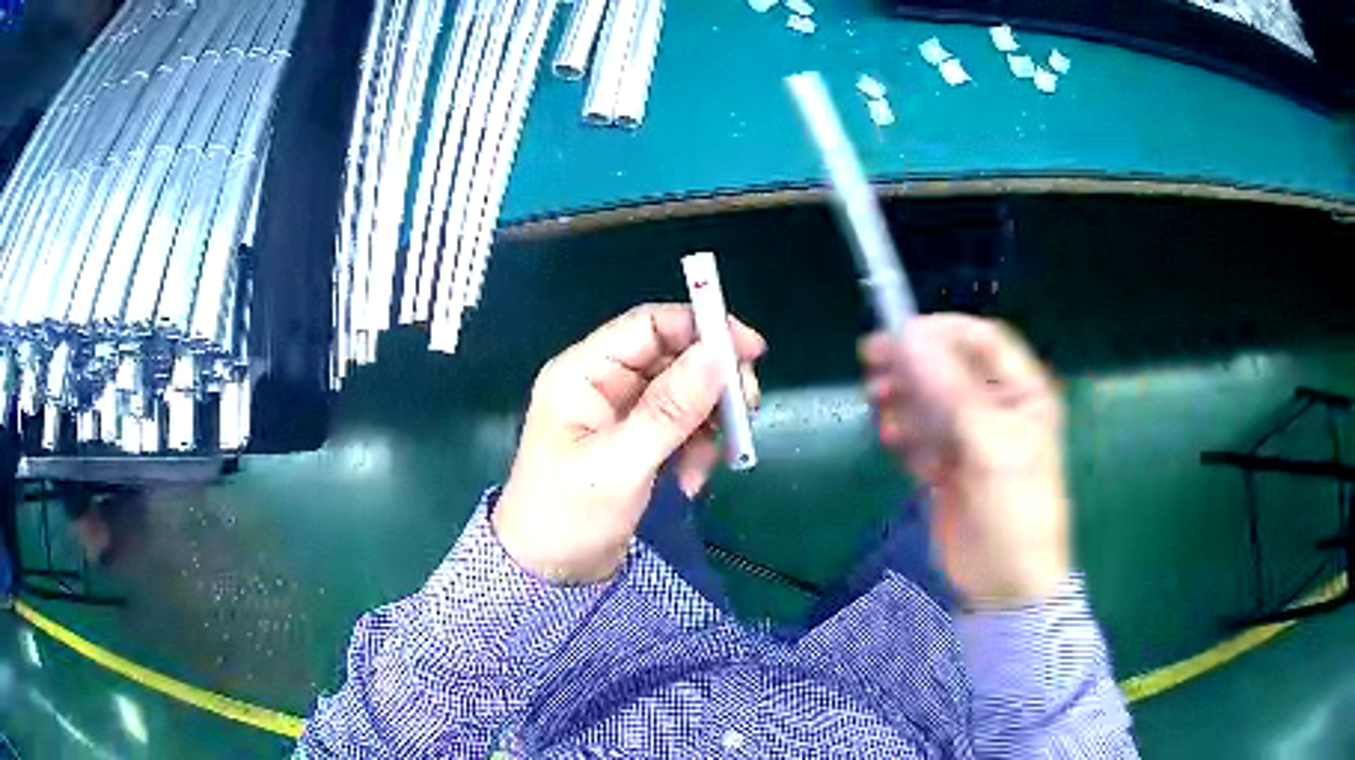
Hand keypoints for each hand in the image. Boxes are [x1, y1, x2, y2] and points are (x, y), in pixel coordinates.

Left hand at [493, 304, 765, 583]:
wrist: (551, 573)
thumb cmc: (568, 516)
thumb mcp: (620, 464)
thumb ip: (670, 410)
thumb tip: (717, 355)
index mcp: (584, 374)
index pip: (649, 326)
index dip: (701, 327)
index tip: (749, 349)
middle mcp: (604, 383)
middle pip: (673, 356)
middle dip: (712, 382)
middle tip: (747, 409)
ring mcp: (622, 414)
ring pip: (684, 393)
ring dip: (707, 423)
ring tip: (708, 462)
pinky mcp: (638, 442)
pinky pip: (682, 427)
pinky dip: (696, 449)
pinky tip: (690, 481)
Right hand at [861, 315, 1069, 608]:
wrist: (1004, 582)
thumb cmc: (1015, 509)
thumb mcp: (991, 445)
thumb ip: (951, 390)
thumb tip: (908, 338)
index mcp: (1021, 392)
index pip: (981, 339)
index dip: (942, 331)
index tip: (900, 335)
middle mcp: (995, 405)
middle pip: (946, 366)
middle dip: (912, 366)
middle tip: (872, 365)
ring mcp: (967, 435)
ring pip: (926, 399)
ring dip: (902, 401)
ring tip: (884, 416)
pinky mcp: (944, 463)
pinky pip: (916, 433)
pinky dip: (903, 435)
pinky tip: (897, 447)